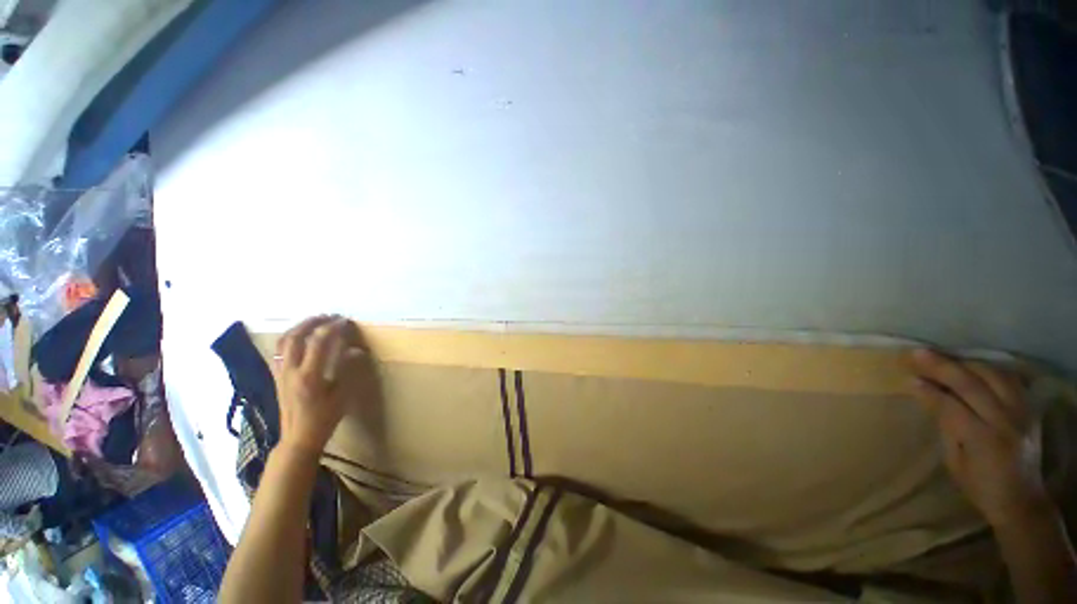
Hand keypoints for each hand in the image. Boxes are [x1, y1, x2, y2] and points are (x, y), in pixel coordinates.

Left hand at [275, 315, 364, 459]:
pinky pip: (280, 350)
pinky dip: (291, 337)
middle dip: (314, 322)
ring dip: (300, 327)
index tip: (345, 321)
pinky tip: (301, 337)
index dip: (333, 328)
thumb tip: (355, 350)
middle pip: (297, 336)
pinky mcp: (277, 375)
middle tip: (330, 317)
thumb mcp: (342, 395)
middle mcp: (291, 370)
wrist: (298, 437)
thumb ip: (347, 369)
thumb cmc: (324, 417)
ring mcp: (280, 372)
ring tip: (315, 321)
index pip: (319, 342)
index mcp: (309, 376)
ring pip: (284, 341)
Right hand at [909, 349, 1050, 527]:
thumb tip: (930, 398)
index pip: (951, 406)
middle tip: (918, 354)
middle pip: (973, 385)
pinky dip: (988, 369)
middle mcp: (1005, 421)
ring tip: (943, 358)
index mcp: (983, 440)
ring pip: (993, 375)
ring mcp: (1021, 412)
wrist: (1022, 499)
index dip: (929, 391)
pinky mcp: (1029, 408)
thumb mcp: (956, 463)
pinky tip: (973, 366)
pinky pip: (1009, 379)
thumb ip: (948, 428)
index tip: (908, 379)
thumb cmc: (980, 487)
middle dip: (943, 367)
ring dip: (965, 363)